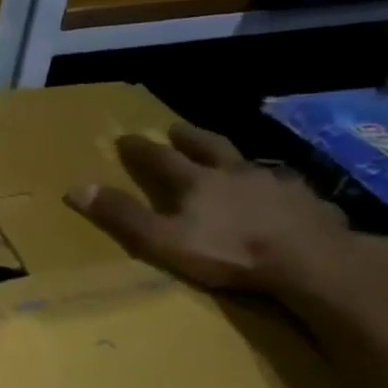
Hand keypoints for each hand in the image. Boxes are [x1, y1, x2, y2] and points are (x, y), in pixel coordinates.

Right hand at [67, 122, 387, 296]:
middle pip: (209, 147)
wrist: (310, 260)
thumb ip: (123, 216)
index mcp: (197, 182)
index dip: (141, 149)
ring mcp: (275, 183)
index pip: (161, 159)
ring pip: (249, 163)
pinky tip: (280, 192)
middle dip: (190, 137)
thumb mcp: (163, 240)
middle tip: (177, 128)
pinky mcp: (307, 201)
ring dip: (235, 158)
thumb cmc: (229, 251)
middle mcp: (235, 173)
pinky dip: (276, 185)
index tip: (125, 137)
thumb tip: (76, 189)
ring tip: (232, 160)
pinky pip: (287, 186)